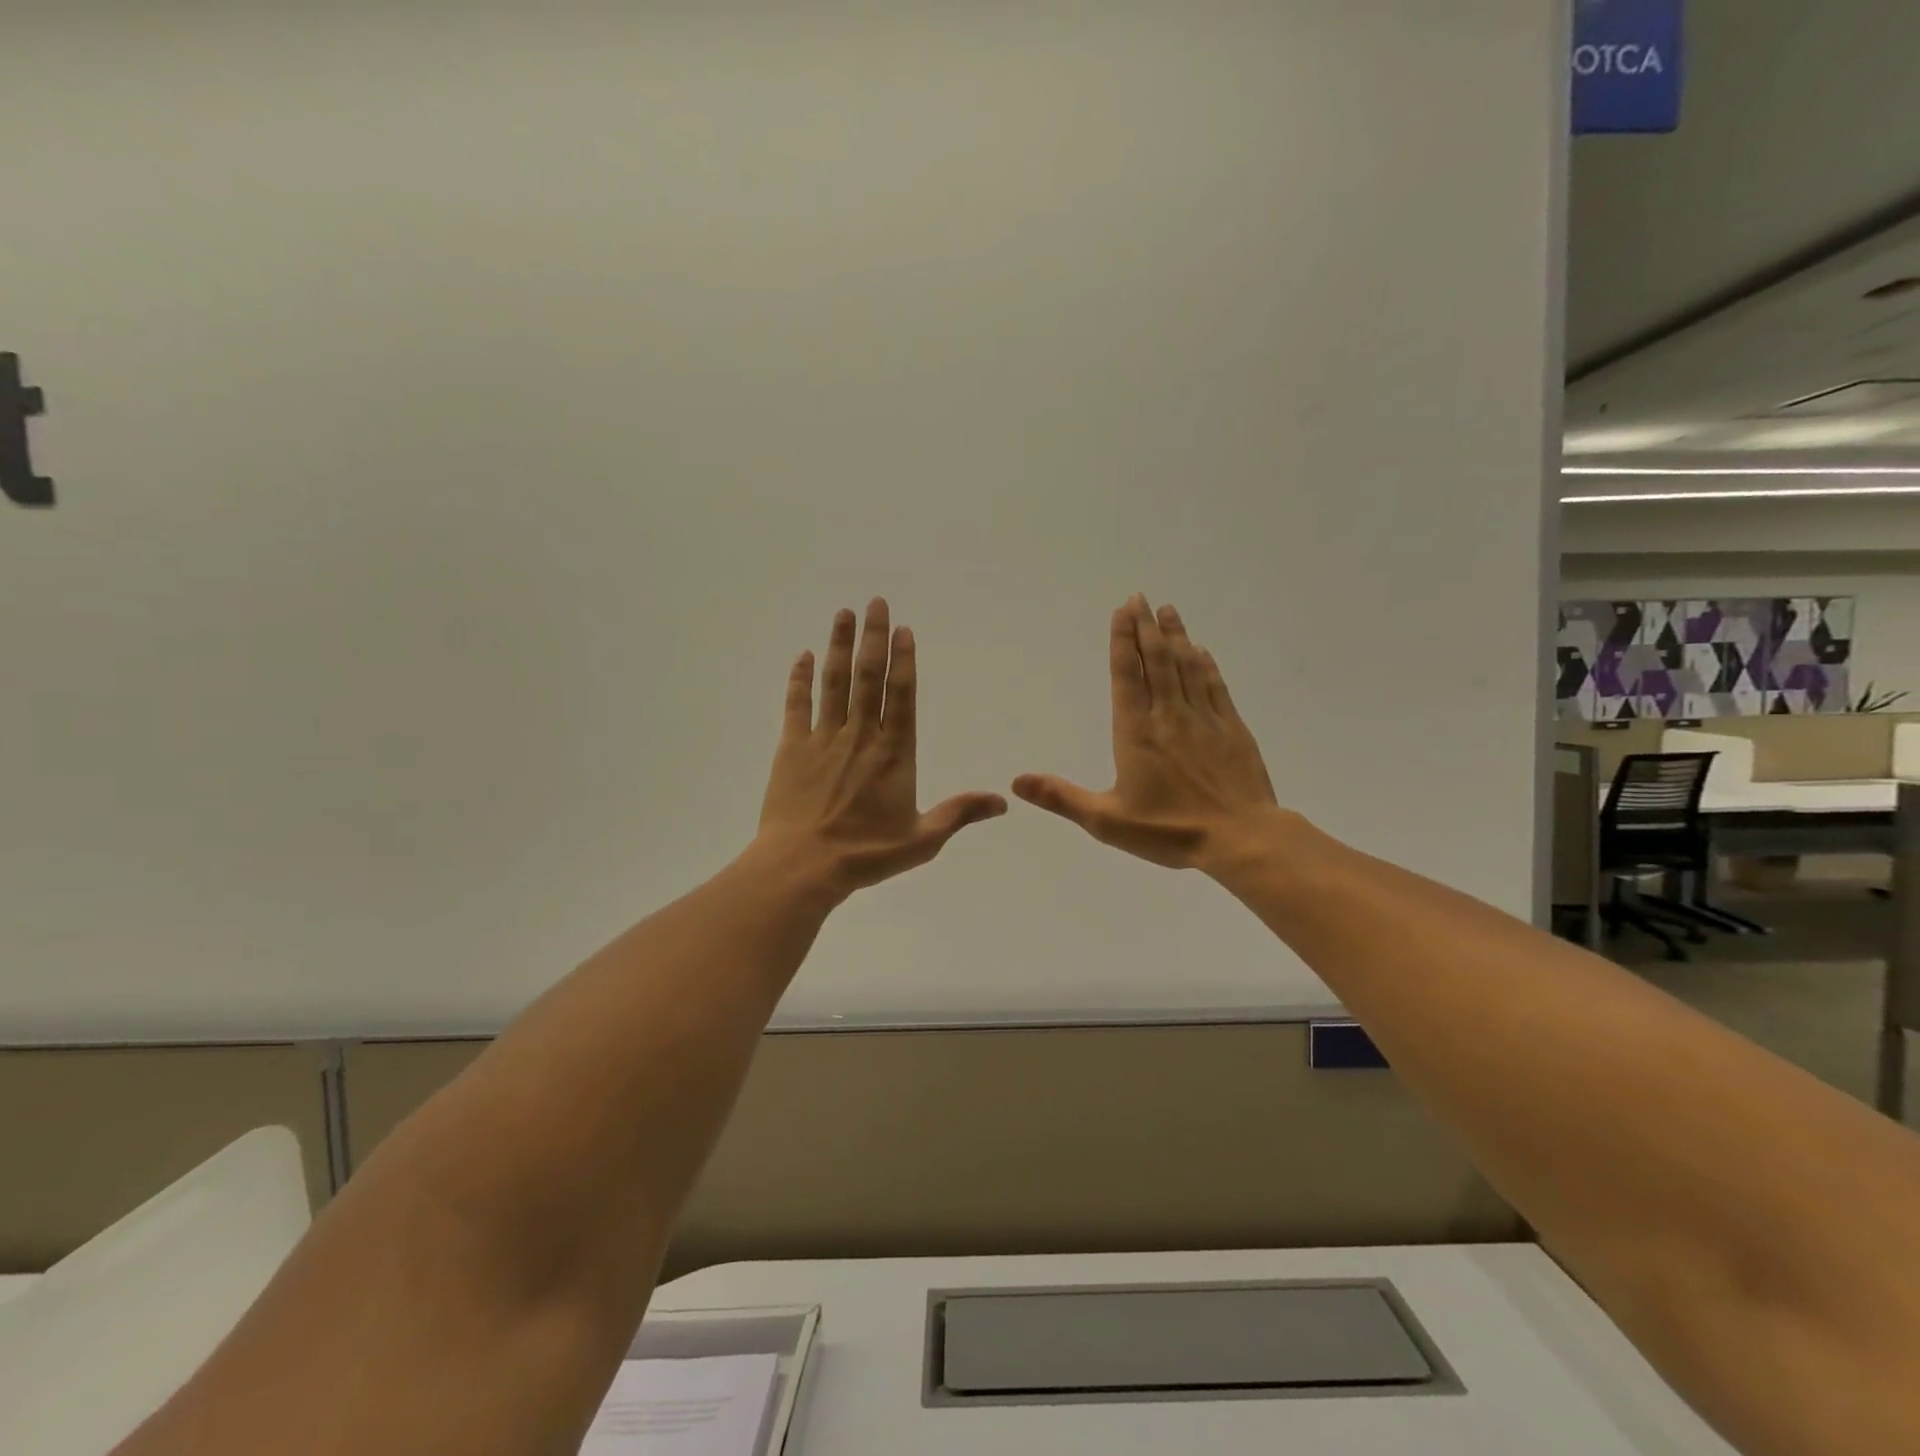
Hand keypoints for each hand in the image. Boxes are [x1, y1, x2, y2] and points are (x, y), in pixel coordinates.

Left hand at [757, 598, 1006, 896]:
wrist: (803, 866)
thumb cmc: (866, 854)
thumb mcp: (922, 840)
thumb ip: (960, 814)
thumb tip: (1003, 802)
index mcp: (894, 754)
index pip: (901, 696)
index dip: (903, 660)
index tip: (903, 629)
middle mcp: (860, 736)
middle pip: (867, 677)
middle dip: (873, 637)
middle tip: (875, 603)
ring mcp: (823, 739)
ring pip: (833, 683)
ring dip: (838, 646)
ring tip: (843, 614)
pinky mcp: (791, 749)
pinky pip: (796, 705)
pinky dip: (799, 679)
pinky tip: (803, 656)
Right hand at [1012, 595, 1278, 870]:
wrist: (1241, 839)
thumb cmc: (1169, 831)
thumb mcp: (1106, 821)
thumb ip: (1061, 797)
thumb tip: (1016, 782)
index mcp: (1136, 732)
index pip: (1127, 676)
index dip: (1122, 641)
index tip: (1122, 611)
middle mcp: (1169, 716)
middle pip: (1157, 661)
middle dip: (1146, 628)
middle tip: (1141, 598)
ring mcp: (1204, 719)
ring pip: (1186, 667)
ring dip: (1176, 637)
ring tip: (1168, 610)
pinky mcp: (1232, 729)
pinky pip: (1215, 687)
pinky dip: (1205, 665)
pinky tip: (1201, 651)